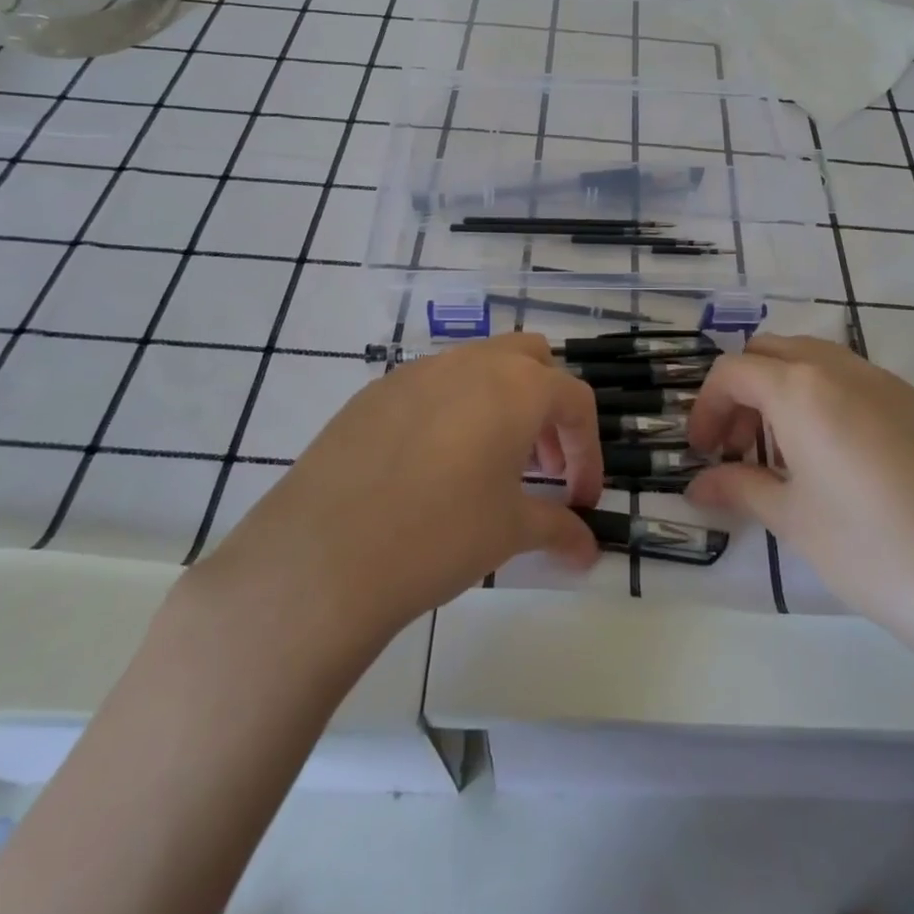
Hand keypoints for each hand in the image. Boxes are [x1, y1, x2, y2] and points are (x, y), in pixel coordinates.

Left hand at [192, 333, 601, 654]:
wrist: (325, 553)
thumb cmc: (440, 534)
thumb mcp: (510, 532)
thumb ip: (558, 530)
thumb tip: (588, 550)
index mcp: (517, 386)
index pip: (575, 401)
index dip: (587, 450)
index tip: (580, 500)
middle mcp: (472, 362)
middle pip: (530, 359)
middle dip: (546, 406)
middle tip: (538, 465)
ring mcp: (419, 370)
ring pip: (478, 366)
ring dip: (499, 404)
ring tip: (487, 466)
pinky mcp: (376, 390)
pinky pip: (431, 386)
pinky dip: (451, 411)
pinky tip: (429, 468)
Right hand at [686, 334, 913, 681]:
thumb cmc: (874, 552)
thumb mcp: (794, 521)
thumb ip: (740, 488)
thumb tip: (698, 485)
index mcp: (802, 388)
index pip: (733, 372)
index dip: (705, 407)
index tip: (701, 452)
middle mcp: (843, 369)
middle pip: (772, 352)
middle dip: (743, 390)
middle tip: (738, 447)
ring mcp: (890, 383)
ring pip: (816, 361)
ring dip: (784, 391)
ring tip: (786, 455)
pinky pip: (856, 382)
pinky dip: (826, 400)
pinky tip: (840, 462)